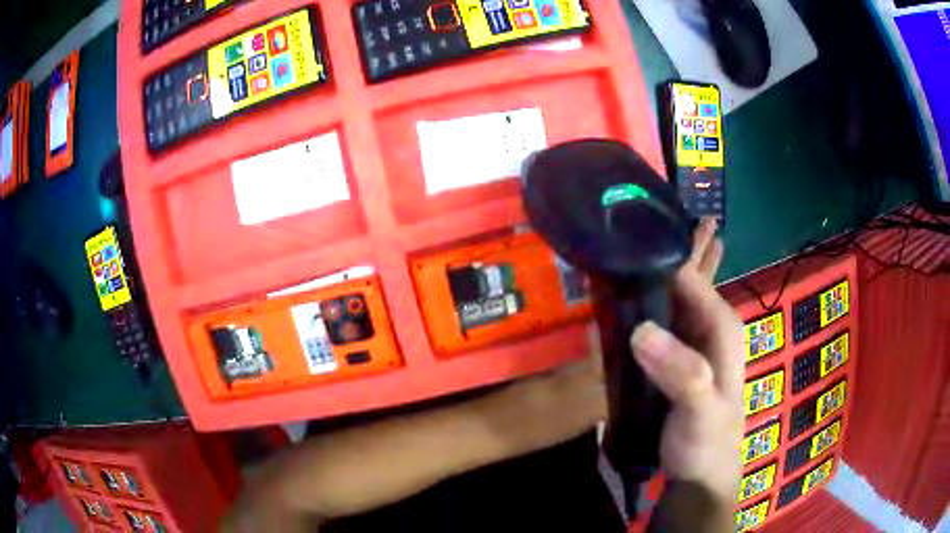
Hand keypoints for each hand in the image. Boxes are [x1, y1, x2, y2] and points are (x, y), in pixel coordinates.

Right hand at [630, 218, 743, 501]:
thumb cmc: (707, 441)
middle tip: (628, 214)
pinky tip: (623, 288)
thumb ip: (682, 372)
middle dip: (663, 244)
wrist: (701, 472)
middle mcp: (706, 322)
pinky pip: (654, 318)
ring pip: (667, 293)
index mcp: (719, 325)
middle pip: (684, 274)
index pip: (689, 274)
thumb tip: (641, 330)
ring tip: (621, 239)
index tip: (630, 223)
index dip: (662, 248)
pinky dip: (639, 301)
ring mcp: (688, 338)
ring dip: (647, 269)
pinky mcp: (672, 354)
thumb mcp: (701, 410)